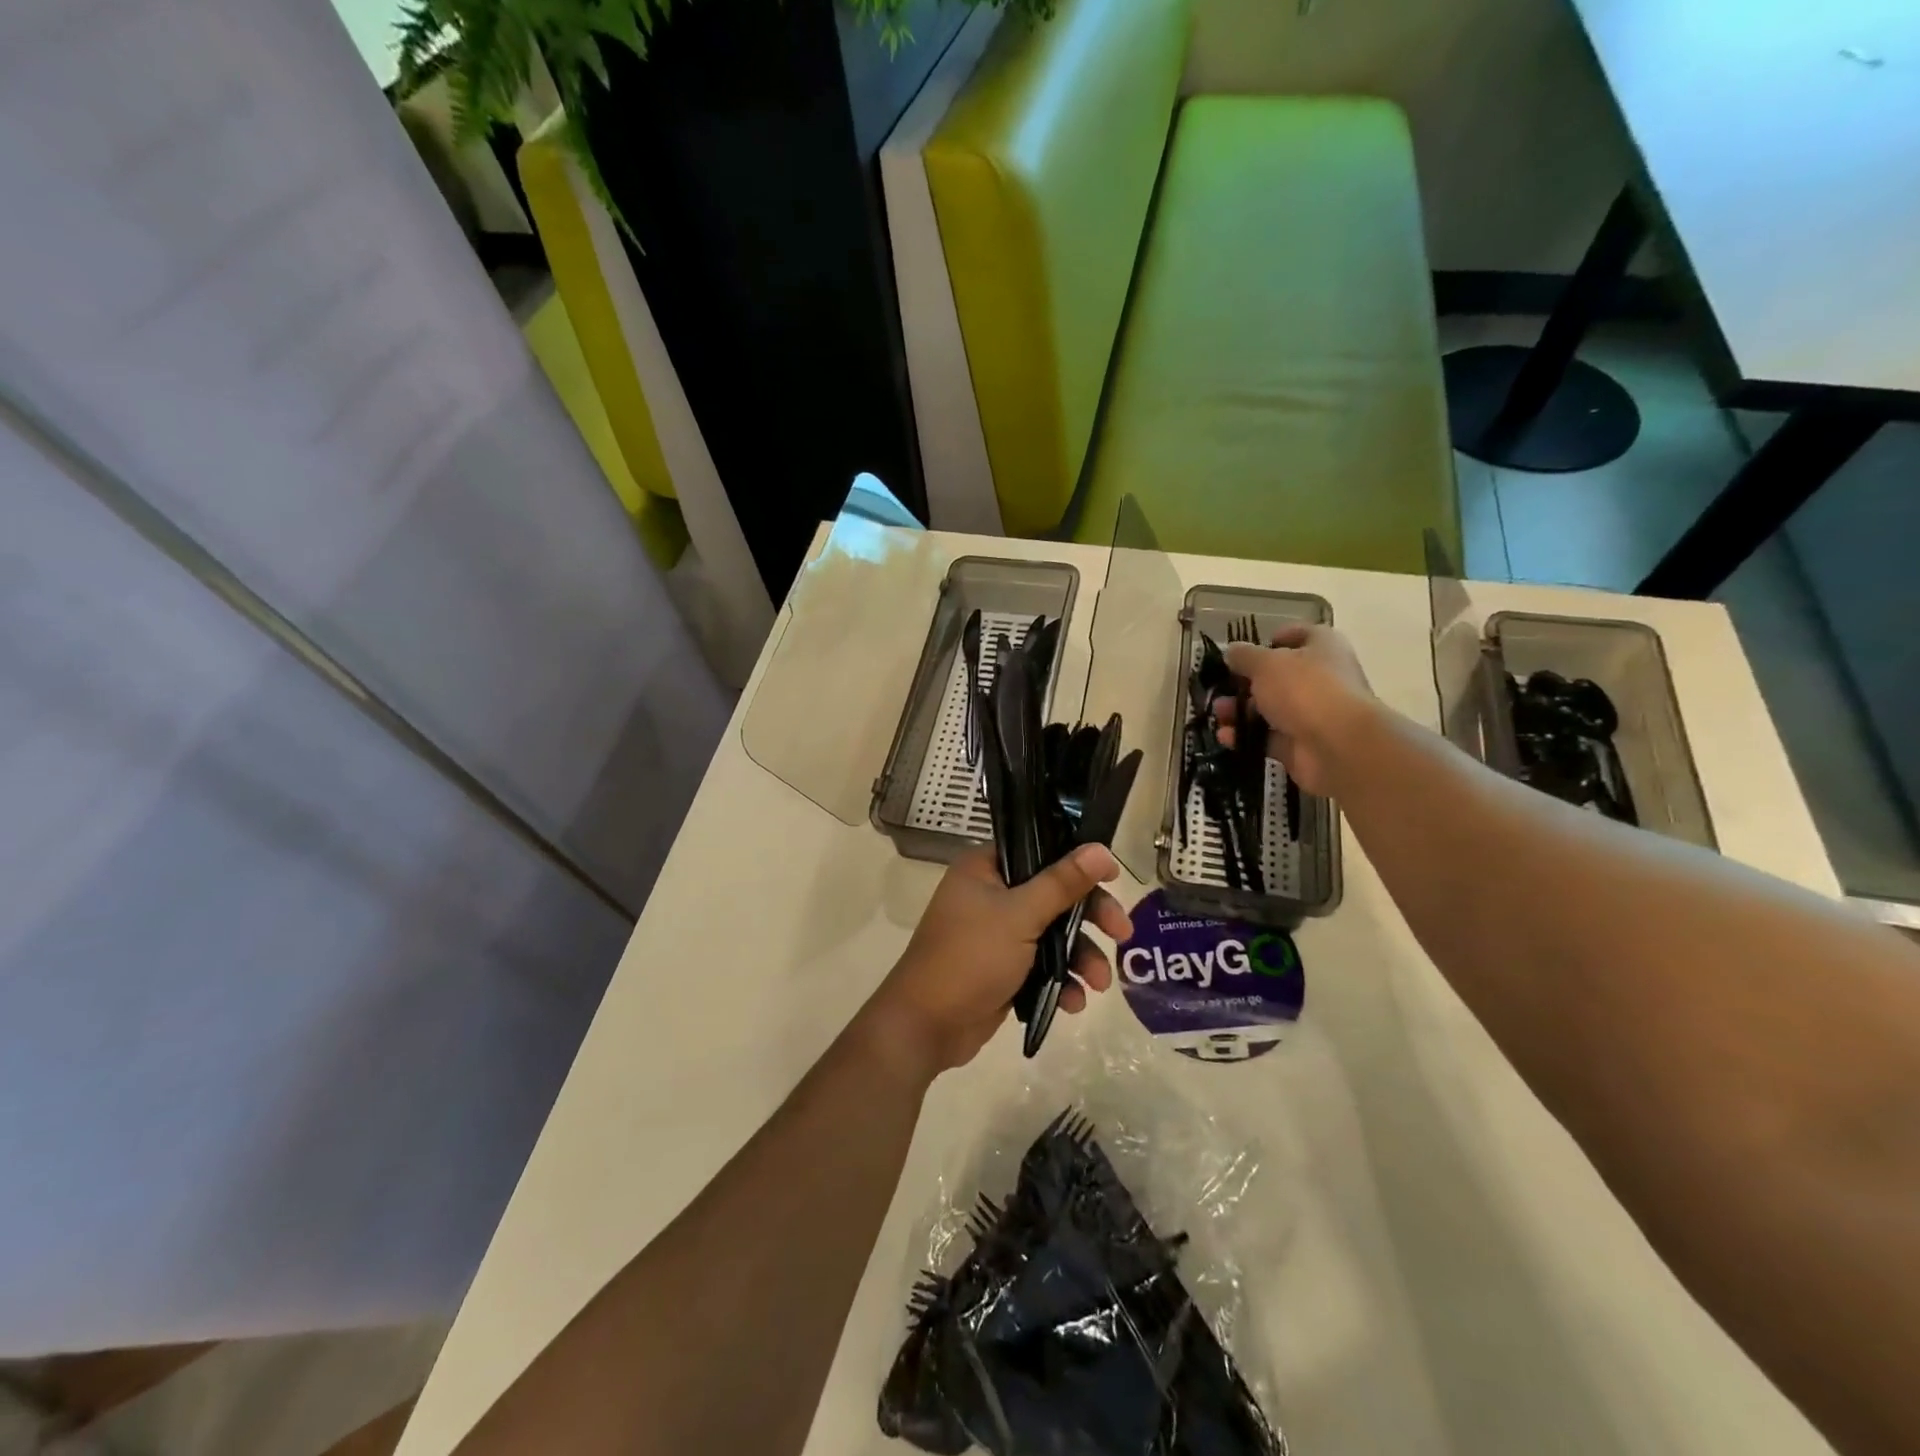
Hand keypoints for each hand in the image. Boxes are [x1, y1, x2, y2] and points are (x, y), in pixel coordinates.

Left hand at [865, 845, 1132, 1077]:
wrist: (926, 1027)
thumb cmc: (970, 958)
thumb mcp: (1019, 916)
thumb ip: (1062, 884)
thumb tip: (1101, 850)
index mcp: (985, 868)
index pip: (1041, 851)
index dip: (1079, 864)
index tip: (1114, 879)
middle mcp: (990, 894)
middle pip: (1054, 895)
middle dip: (1089, 919)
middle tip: (1123, 934)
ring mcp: (997, 933)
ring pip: (1053, 934)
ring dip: (1080, 958)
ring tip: (1100, 984)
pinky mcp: (1004, 967)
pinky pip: (1043, 965)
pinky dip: (1061, 980)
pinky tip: (1074, 1003)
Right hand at [1215, 624, 1374, 796]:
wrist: (1337, 745)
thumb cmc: (1304, 689)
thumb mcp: (1265, 663)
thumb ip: (1244, 656)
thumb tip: (1231, 651)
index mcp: (1322, 647)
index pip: (1297, 635)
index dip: (1269, 641)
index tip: (1243, 653)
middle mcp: (1321, 677)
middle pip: (1277, 677)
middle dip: (1245, 683)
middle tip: (1221, 689)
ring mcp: (1312, 713)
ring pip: (1269, 709)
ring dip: (1240, 711)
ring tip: (1219, 715)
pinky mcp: (1301, 744)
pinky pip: (1268, 737)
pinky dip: (1246, 737)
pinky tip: (1226, 737)